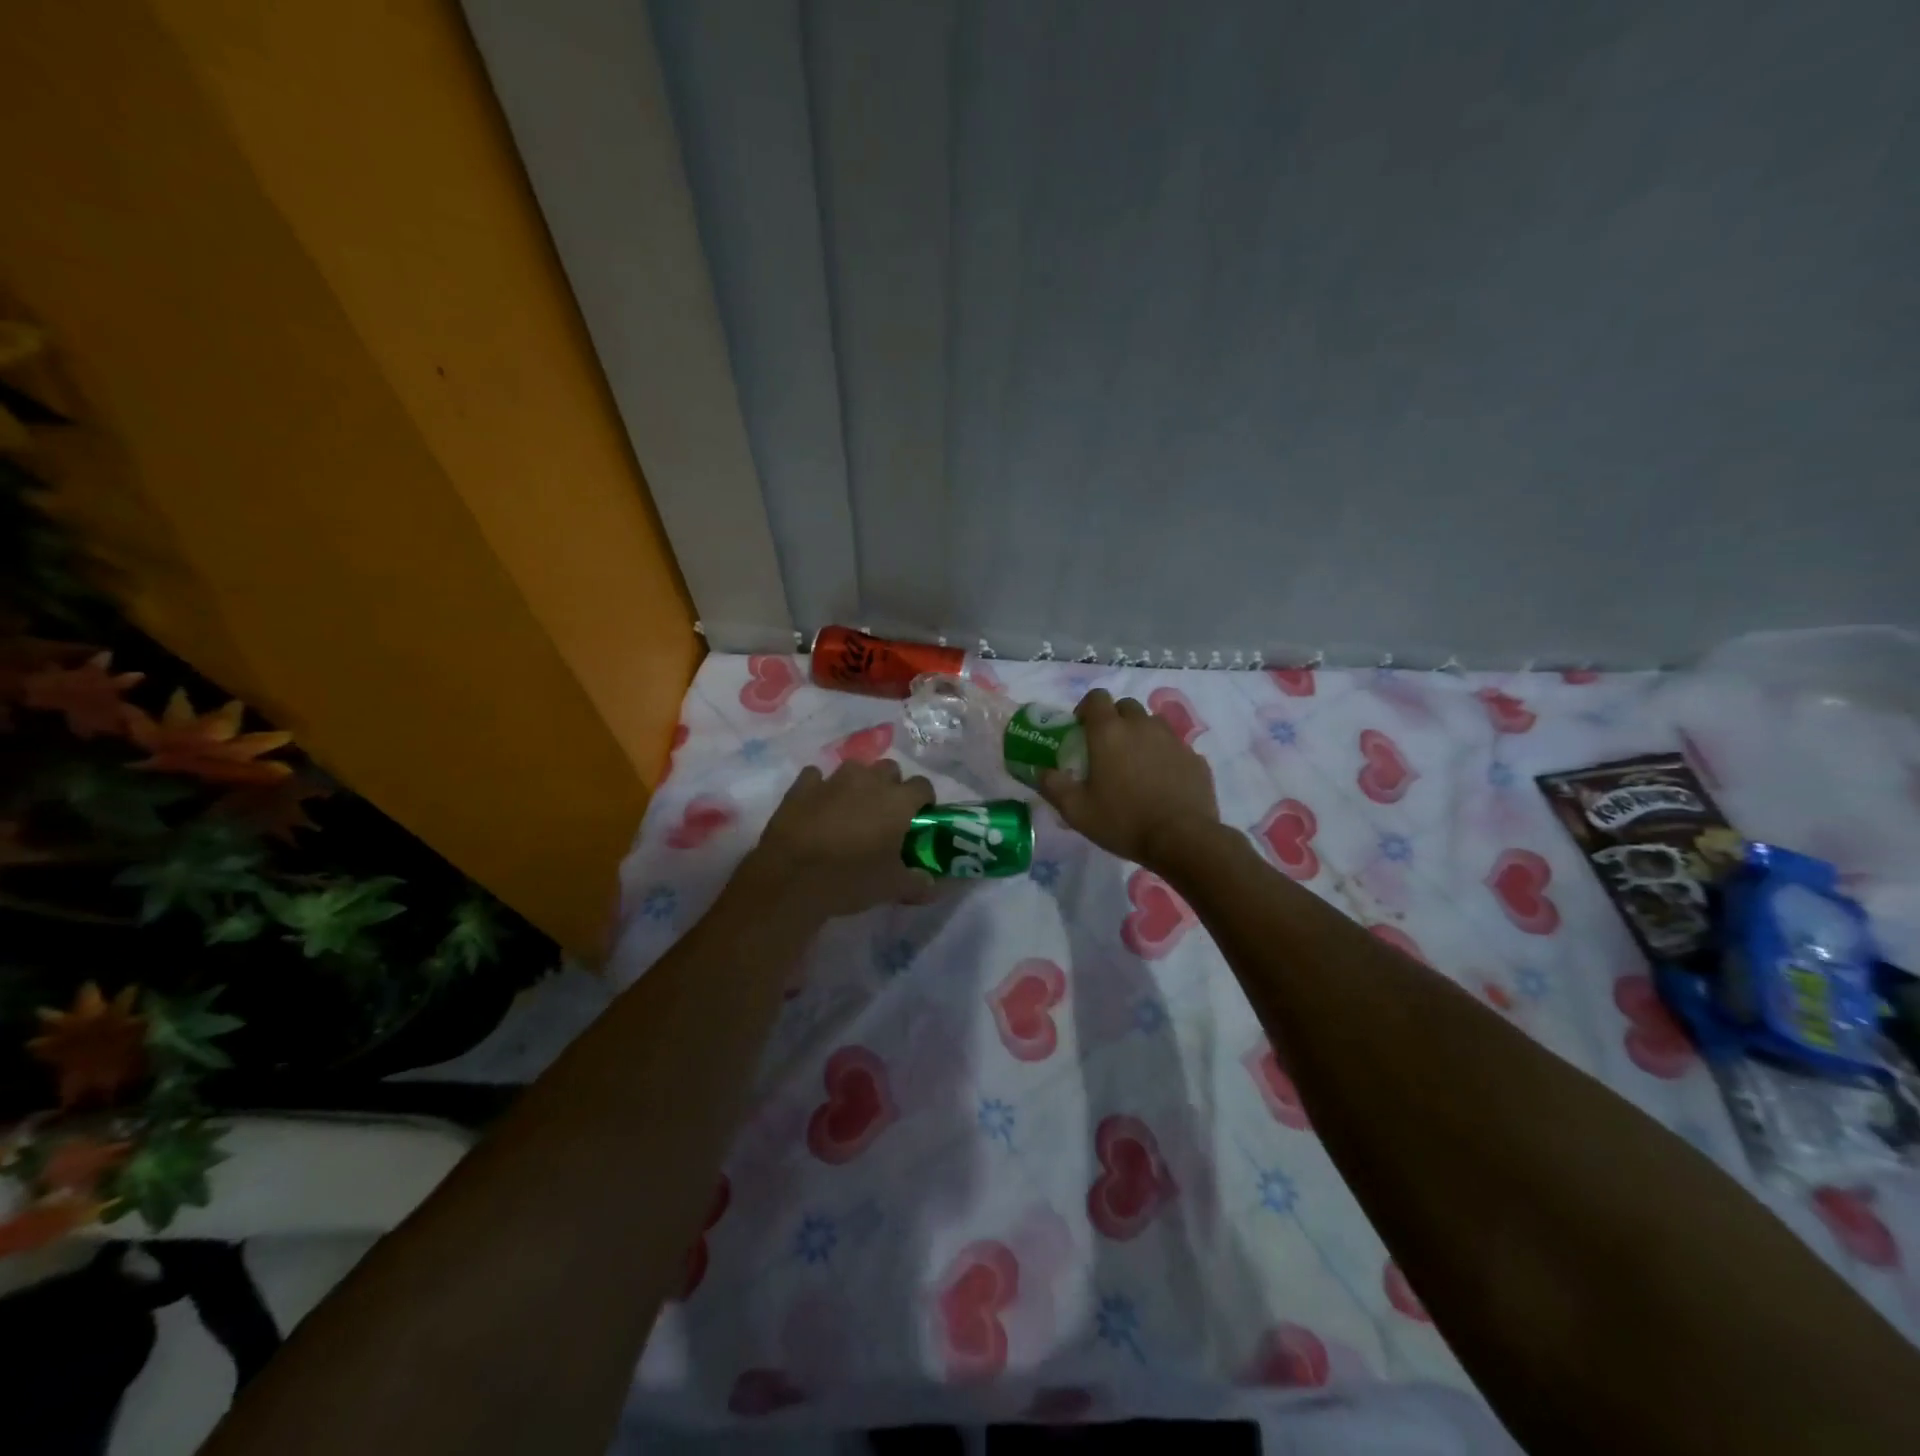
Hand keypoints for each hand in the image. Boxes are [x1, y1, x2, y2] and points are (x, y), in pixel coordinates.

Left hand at [739, 760, 936, 923]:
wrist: (791, 878)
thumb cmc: (850, 879)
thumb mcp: (892, 888)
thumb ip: (919, 883)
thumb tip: (933, 884)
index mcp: (898, 800)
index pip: (923, 786)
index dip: (923, 801)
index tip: (918, 819)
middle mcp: (869, 780)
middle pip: (890, 769)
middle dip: (891, 786)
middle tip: (885, 815)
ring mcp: (833, 779)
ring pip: (855, 768)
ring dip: (858, 784)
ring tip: (851, 810)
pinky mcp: (802, 786)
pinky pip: (816, 777)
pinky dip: (821, 788)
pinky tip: (818, 807)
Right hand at [1039, 689, 1219, 867]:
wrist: (1182, 839)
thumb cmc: (1123, 821)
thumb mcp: (1076, 811)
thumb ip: (1053, 786)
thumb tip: (1041, 772)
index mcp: (1109, 732)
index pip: (1096, 697)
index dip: (1086, 709)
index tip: (1081, 730)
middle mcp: (1141, 726)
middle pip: (1126, 706)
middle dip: (1114, 719)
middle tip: (1107, 748)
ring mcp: (1172, 739)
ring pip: (1152, 723)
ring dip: (1141, 734)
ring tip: (1136, 763)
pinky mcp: (1195, 757)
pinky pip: (1174, 747)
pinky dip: (1164, 756)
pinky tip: (1161, 782)